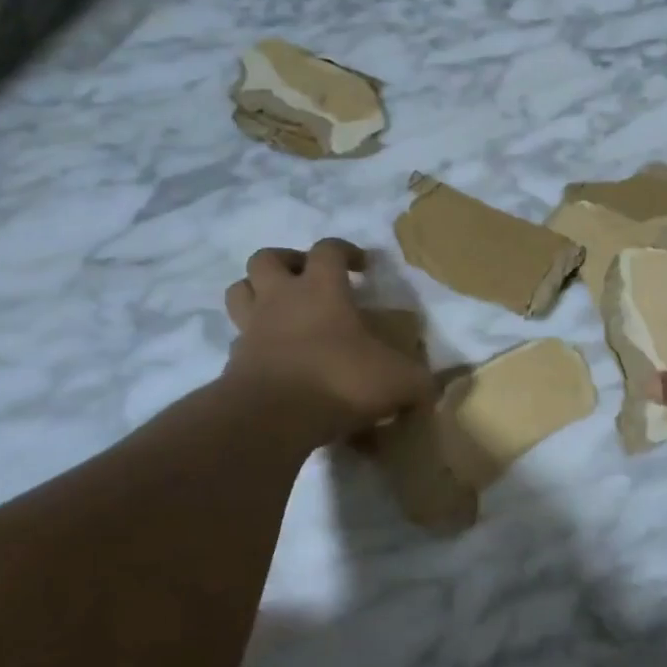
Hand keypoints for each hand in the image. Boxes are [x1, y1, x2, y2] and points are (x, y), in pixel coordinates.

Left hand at [223, 239, 433, 439]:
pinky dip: (252, 342)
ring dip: (256, 292)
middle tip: (307, 278)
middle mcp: (281, 299)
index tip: (363, 267)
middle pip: (267, 258)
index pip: (329, 249)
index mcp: (322, 289)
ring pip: (240, 291)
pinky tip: (274, 358)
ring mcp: (252, 328)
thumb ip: (418, 381)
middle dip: (287, 261)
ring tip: (280, 309)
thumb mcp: (397, 381)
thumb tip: (433, 388)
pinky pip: (239, 339)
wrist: (271, 417)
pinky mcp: (233, 361)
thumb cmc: (339, 380)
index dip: (346, 250)